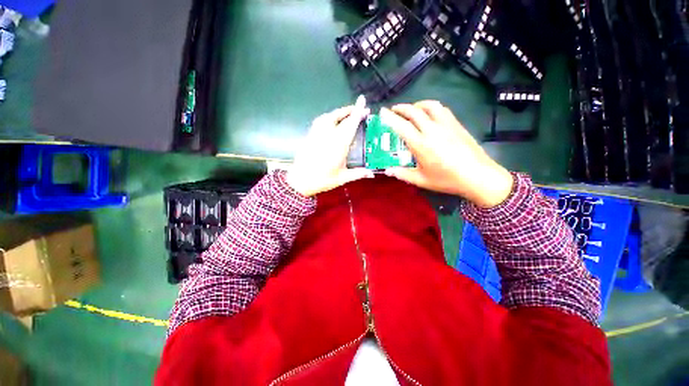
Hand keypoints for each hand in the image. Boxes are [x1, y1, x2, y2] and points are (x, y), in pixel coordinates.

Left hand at [286, 102, 374, 196]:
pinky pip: (321, 120)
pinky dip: (329, 116)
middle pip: (340, 117)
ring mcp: (317, 133)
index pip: (350, 124)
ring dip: (340, 112)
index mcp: (339, 144)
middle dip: (352, 110)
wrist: (300, 180)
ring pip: (329, 116)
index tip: (363, 101)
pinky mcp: (310, 135)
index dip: (357, 111)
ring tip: (348, 113)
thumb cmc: (322, 180)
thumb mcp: (342, 178)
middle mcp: (328, 135)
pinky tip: (332, 121)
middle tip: (360, 109)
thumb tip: (371, 173)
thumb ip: (358, 173)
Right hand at [380, 101, 512, 207]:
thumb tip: (388, 170)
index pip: (402, 126)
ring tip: (411, 109)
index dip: (390, 117)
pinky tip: (429, 114)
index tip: (382, 112)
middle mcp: (432, 130)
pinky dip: (431, 107)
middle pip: (414, 111)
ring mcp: (446, 125)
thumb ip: (402, 174)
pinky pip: (442, 109)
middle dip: (401, 108)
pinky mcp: (457, 124)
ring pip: (430, 106)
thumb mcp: (421, 180)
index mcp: (421, 145)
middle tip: (393, 110)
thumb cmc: (447, 179)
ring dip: (417, 104)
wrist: (478, 176)